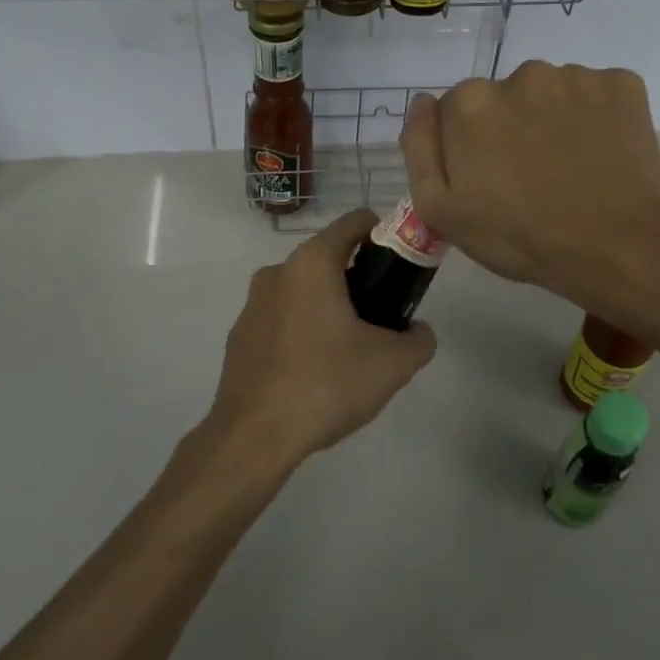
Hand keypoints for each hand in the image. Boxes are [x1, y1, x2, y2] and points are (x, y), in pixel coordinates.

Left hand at [209, 209, 437, 467]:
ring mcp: (253, 303)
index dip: (385, 236)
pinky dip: (302, 330)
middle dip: (360, 279)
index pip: (356, 222)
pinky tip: (314, 371)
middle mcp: (278, 271)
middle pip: (330, 257)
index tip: (401, 268)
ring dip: (330, 306)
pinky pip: (282, 318)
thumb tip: (420, 331)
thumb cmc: (325, 385)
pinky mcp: (240, 335)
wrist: (253, 437)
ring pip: (304, 289)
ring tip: (350, 351)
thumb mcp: (392, 365)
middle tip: (383, 318)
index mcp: (312, 262)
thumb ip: (419, 340)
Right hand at [399, 61, 659, 306]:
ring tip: (570, 169)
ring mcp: (574, 77)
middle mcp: (519, 74)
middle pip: (504, 98)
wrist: (616, 248)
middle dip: (510, 128)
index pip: (456, 111)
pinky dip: (596, 117)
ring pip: (550, 94)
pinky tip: (601, 155)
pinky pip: (596, 94)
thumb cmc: (519, 236)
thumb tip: (423, 102)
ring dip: (552, 120)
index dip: (469, 146)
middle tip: (530, 178)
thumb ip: (419, 147)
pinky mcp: (621, 84)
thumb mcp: (439, 209)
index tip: (489, 179)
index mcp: (470, 102)